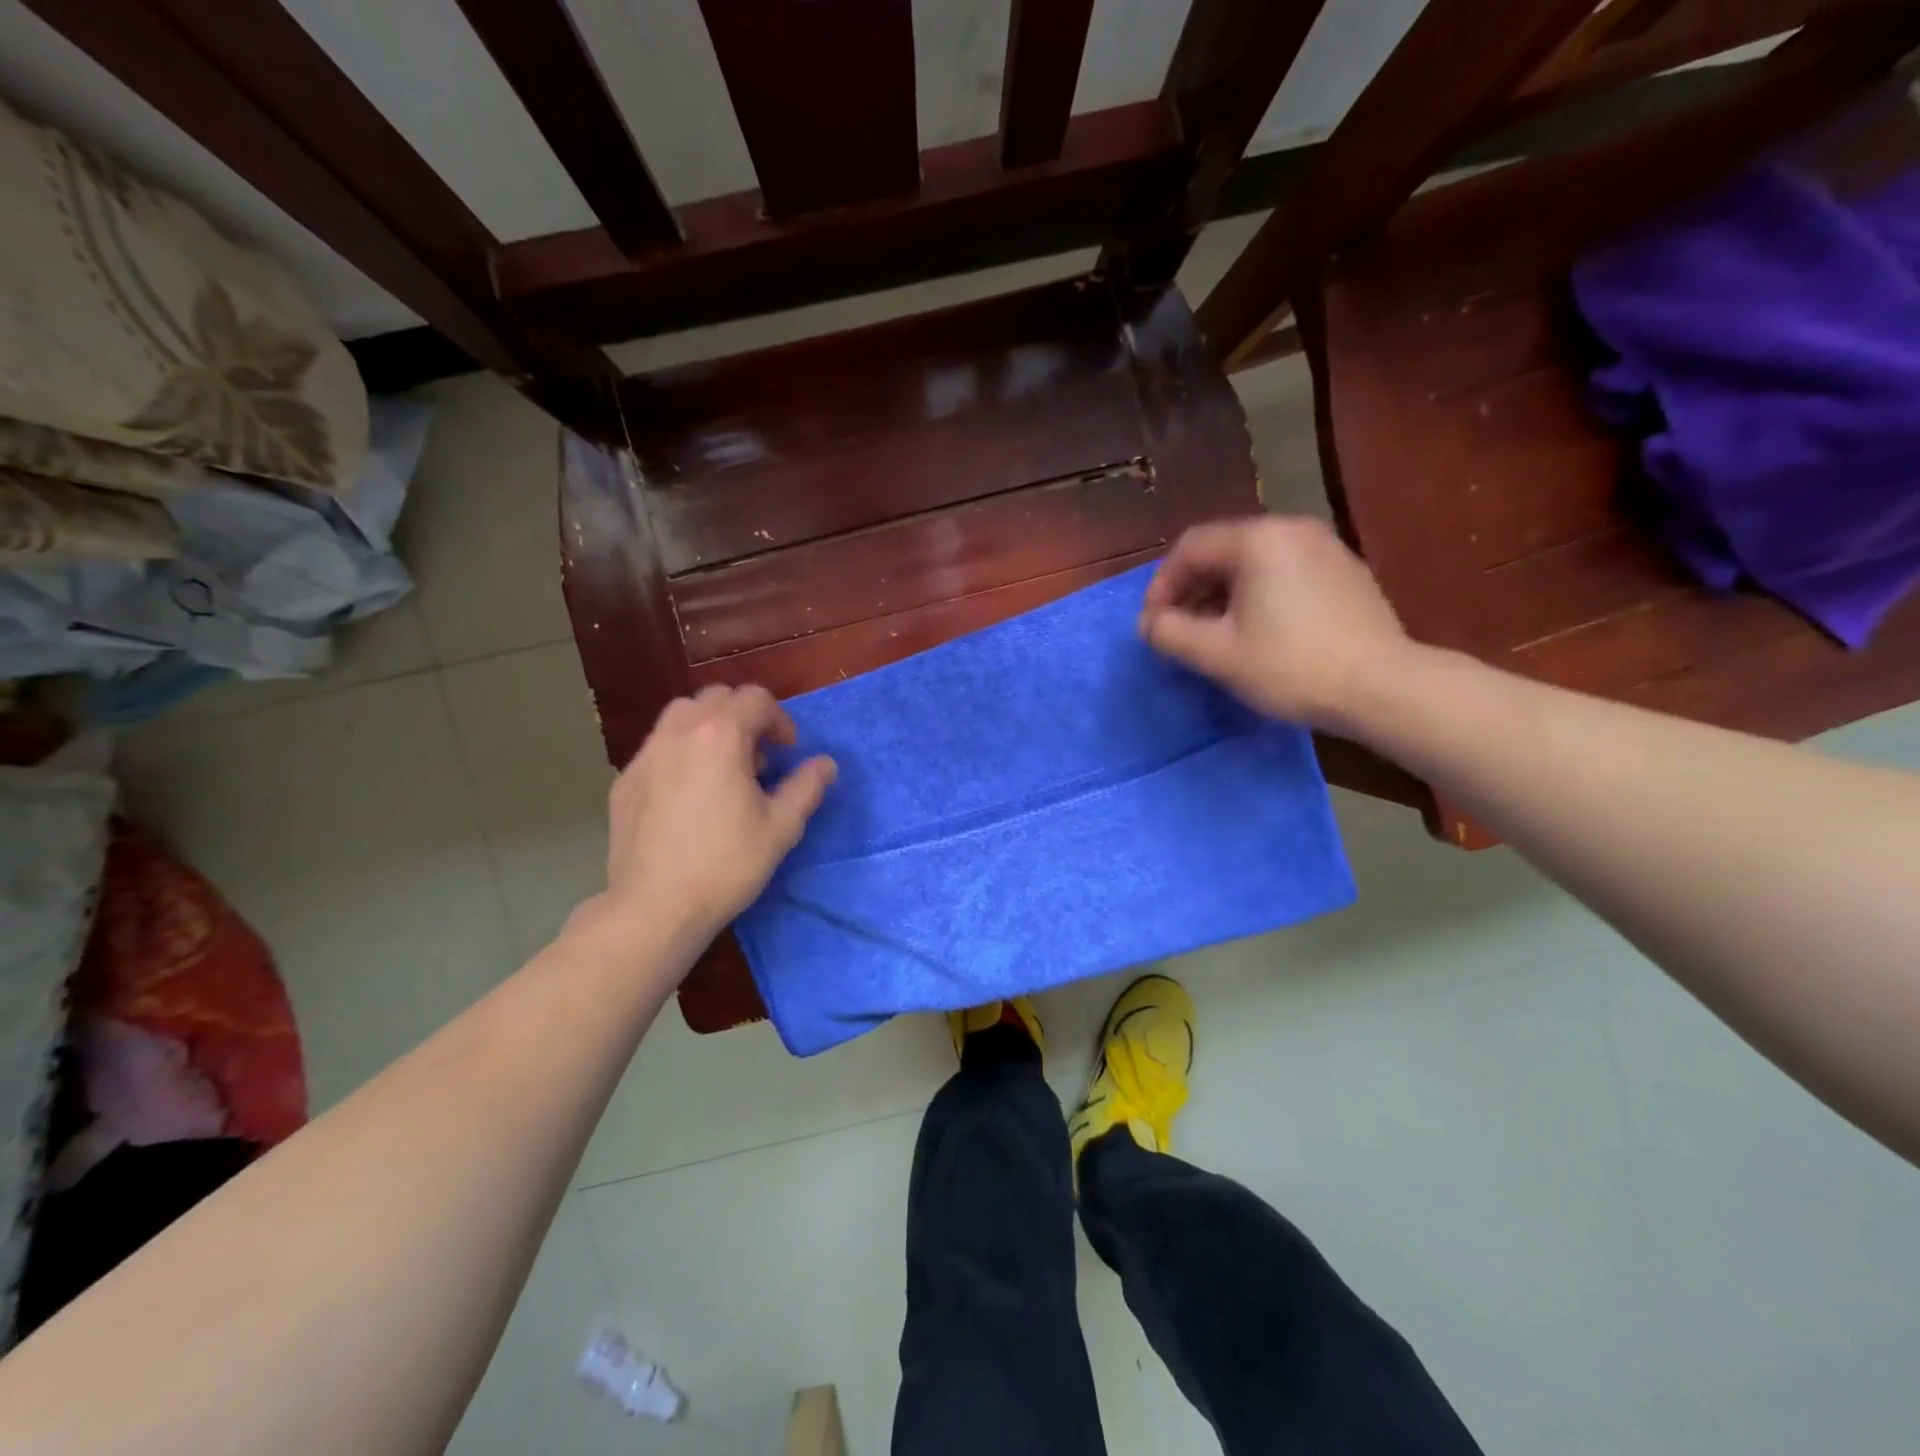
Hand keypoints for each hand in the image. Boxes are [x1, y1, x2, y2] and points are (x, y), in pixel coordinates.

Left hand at [600, 685, 835, 944]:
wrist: (655, 907)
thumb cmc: (726, 864)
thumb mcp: (781, 827)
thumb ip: (807, 787)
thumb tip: (826, 764)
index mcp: (721, 736)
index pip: (755, 698)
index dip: (779, 719)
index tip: (787, 751)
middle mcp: (679, 732)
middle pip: (716, 697)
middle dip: (743, 716)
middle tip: (758, 756)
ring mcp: (646, 755)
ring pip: (681, 715)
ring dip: (709, 727)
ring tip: (722, 768)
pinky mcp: (626, 780)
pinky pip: (658, 747)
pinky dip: (681, 753)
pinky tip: (688, 795)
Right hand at [1139, 516, 1417, 731]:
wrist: (1384, 687)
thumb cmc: (1292, 667)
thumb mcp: (1217, 654)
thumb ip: (1170, 633)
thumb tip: (1149, 623)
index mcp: (1258, 540)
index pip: (1190, 548)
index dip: (1161, 586)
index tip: (1152, 625)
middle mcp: (1291, 529)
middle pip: (1222, 550)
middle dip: (1191, 590)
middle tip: (1179, 630)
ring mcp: (1324, 547)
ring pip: (1253, 562)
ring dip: (1222, 594)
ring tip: (1214, 634)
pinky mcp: (1345, 570)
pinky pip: (1284, 571)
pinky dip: (1257, 594)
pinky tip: (1258, 631)